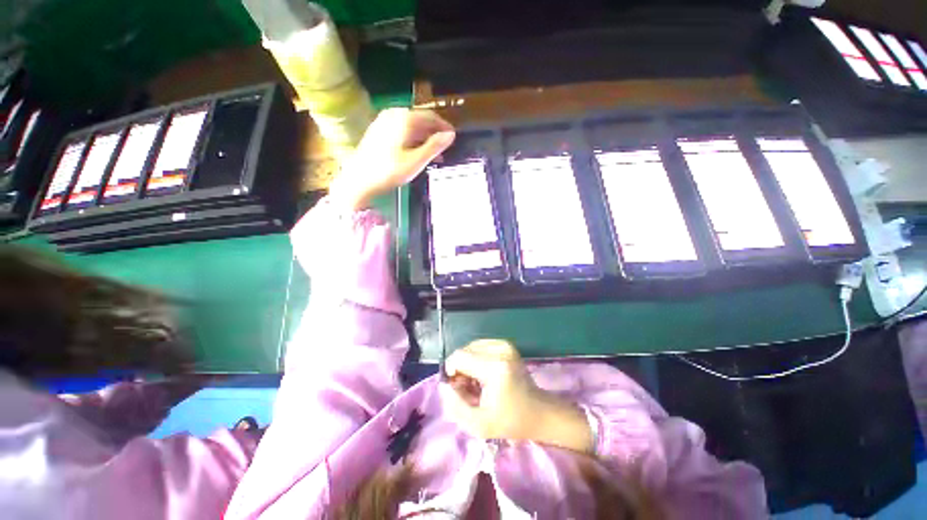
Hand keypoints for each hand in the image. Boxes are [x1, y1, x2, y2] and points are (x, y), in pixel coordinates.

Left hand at [329, 107, 454, 210]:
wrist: (358, 180)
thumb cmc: (389, 171)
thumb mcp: (416, 161)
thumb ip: (434, 146)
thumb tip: (451, 135)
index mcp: (404, 119)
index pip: (431, 116)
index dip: (444, 127)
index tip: (453, 138)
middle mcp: (394, 114)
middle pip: (420, 120)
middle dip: (434, 134)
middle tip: (444, 150)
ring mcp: (384, 122)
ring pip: (411, 127)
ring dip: (424, 139)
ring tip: (433, 155)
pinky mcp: (378, 131)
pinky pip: (401, 131)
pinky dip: (412, 140)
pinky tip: (416, 153)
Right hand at [439, 339, 593, 452]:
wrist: (539, 412)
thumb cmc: (511, 421)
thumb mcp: (478, 425)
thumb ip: (455, 406)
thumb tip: (443, 385)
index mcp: (495, 367)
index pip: (459, 356)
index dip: (451, 371)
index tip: (456, 389)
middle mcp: (500, 350)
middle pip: (464, 350)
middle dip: (460, 368)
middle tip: (467, 389)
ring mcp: (504, 345)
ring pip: (471, 347)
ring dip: (467, 364)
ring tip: (476, 382)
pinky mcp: (506, 344)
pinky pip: (480, 346)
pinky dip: (476, 359)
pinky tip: (483, 373)